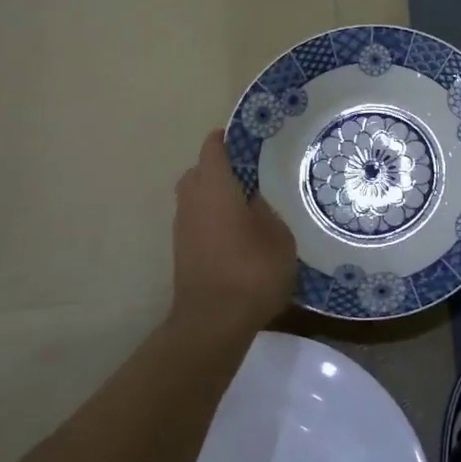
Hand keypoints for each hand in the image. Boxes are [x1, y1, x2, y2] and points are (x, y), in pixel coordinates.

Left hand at [172, 131, 295, 336]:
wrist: (213, 324)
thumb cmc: (251, 272)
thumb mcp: (278, 236)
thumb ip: (266, 210)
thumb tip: (254, 198)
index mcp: (215, 188)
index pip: (213, 148)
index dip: (228, 138)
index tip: (250, 137)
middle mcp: (192, 201)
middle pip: (199, 171)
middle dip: (220, 167)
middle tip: (252, 174)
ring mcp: (182, 228)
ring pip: (195, 197)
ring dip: (215, 195)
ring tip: (248, 205)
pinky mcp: (182, 251)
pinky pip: (196, 220)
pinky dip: (212, 217)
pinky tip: (237, 232)